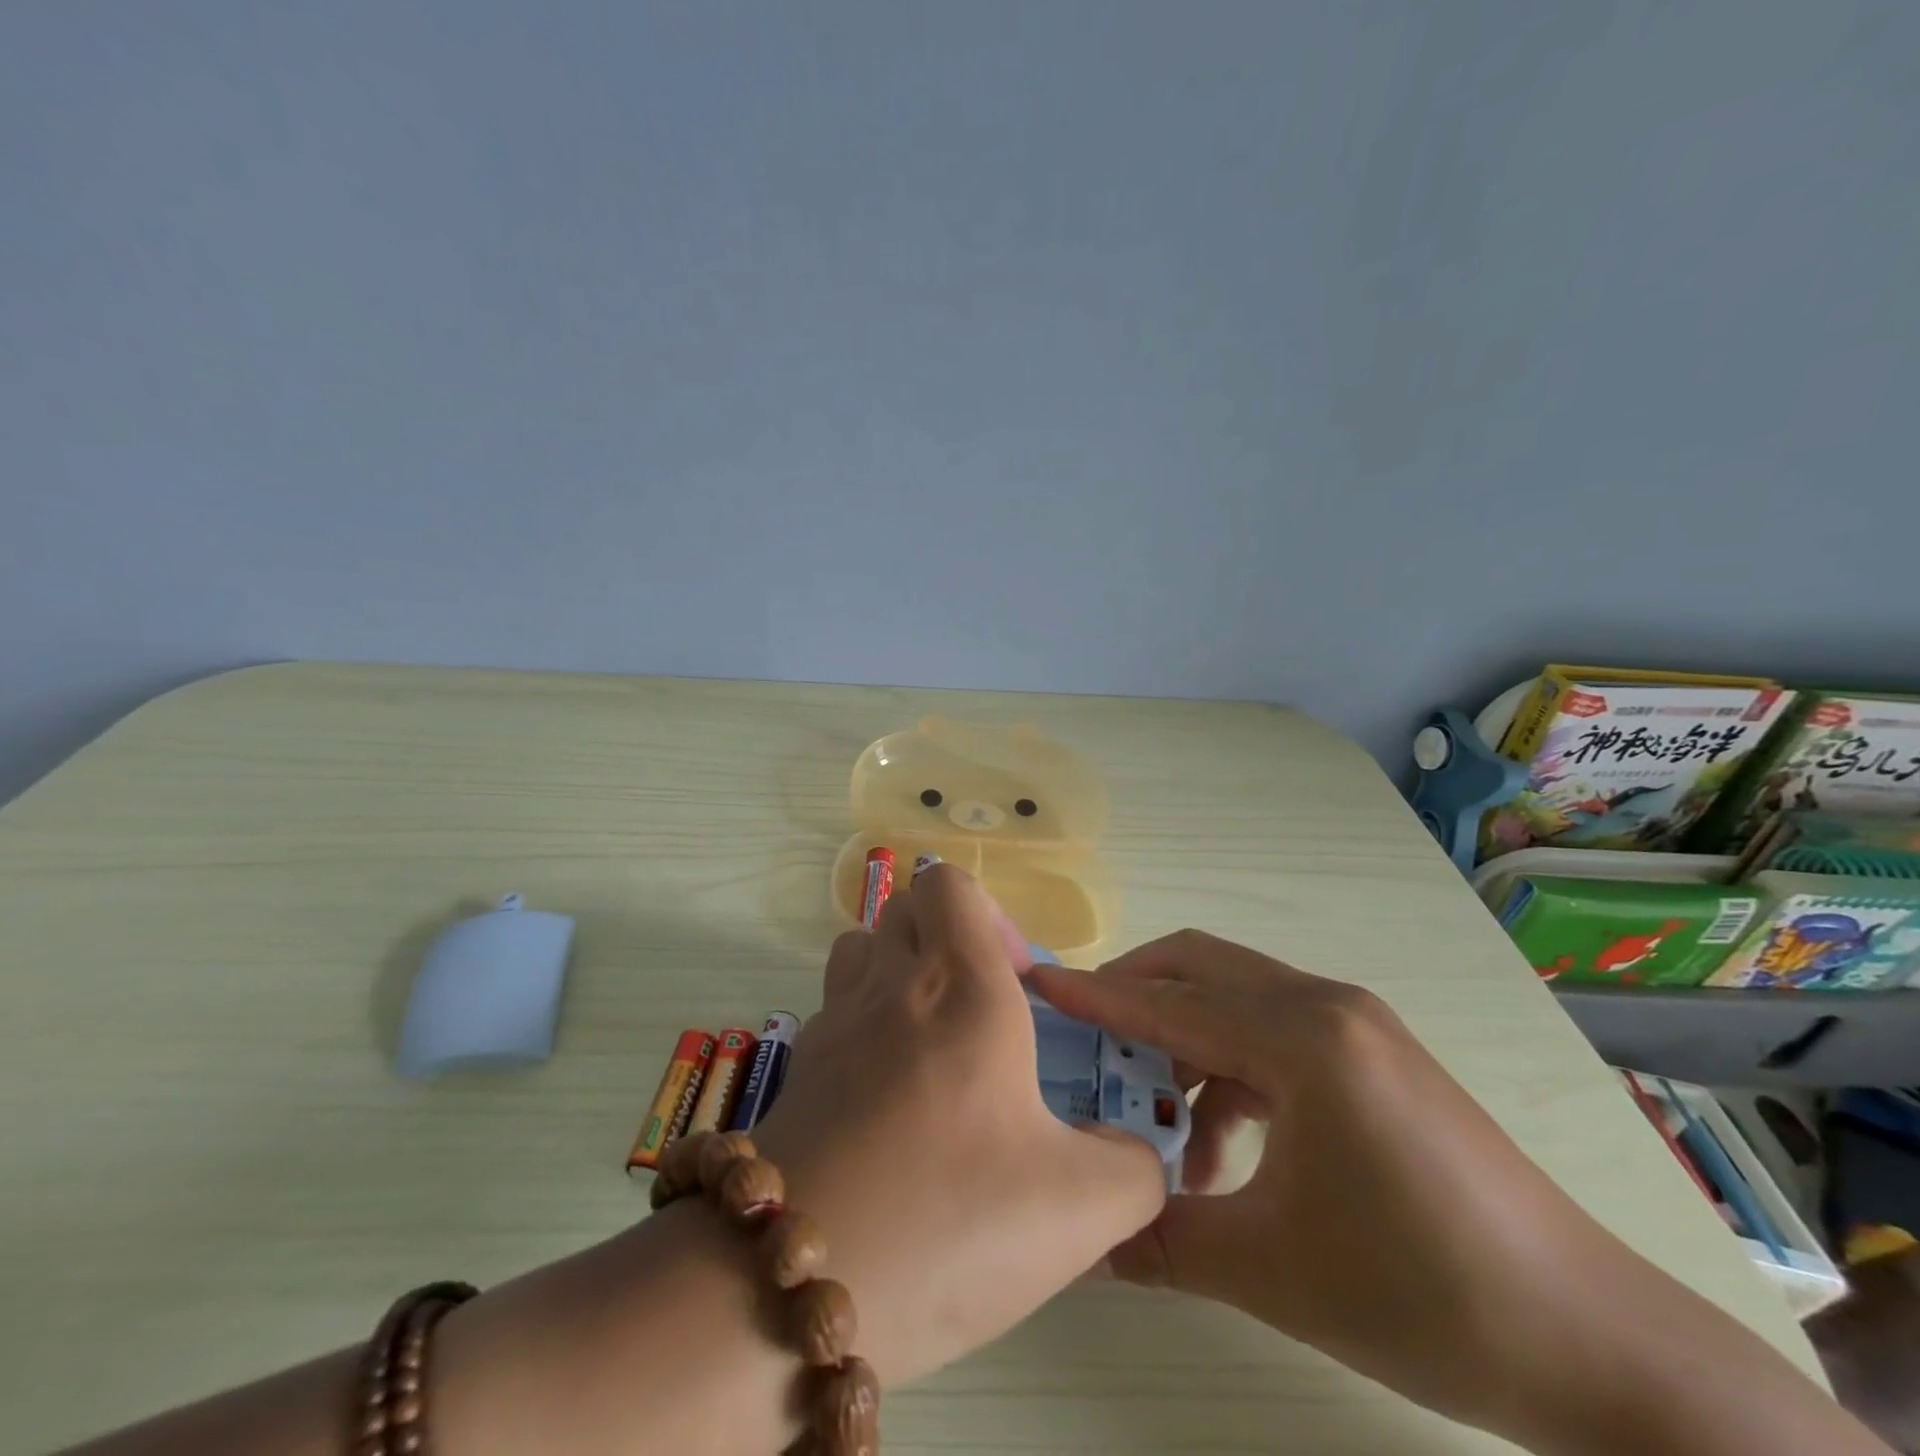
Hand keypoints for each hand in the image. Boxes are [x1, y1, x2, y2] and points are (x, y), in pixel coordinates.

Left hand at [748, 864, 1165, 1387]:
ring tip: (934, 1040)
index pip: (948, 884)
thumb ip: (1134, 1167)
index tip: (1019, 984)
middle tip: (984, 1009)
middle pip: (905, 908)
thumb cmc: (948, 1221)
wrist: (794, 1291)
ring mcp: (834, 1024)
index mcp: (960, 987)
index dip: (989, 915)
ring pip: (861, 949)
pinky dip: (865, 1024)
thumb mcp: (1081, 1209)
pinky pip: (835, 1008)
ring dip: (899, 969)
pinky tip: (890, 1099)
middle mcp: (890, 986)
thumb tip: (1132, 1149)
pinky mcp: (799, 1070)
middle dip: (948, 937)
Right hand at [1025, 931, 1651, 1430]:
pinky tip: (1219, 1147)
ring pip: (1234, 999)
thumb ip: (1159, 1239)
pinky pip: (1272, 1034)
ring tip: (1156, 1126)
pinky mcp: (1371, 1053)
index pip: (1170, 1002)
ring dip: (1182, 1044)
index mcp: (1303, 1037)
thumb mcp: (1269, 1269)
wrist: (1595, 1346)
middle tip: (1084, 1041)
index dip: (1095, 995)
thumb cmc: (1423, 1293)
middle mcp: (1326, 1005)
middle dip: (1133, 994)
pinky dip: (1228, 1071)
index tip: (1035, 984)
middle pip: (1200, 967)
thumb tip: (1081, 1240)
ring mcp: (1355, 1024)